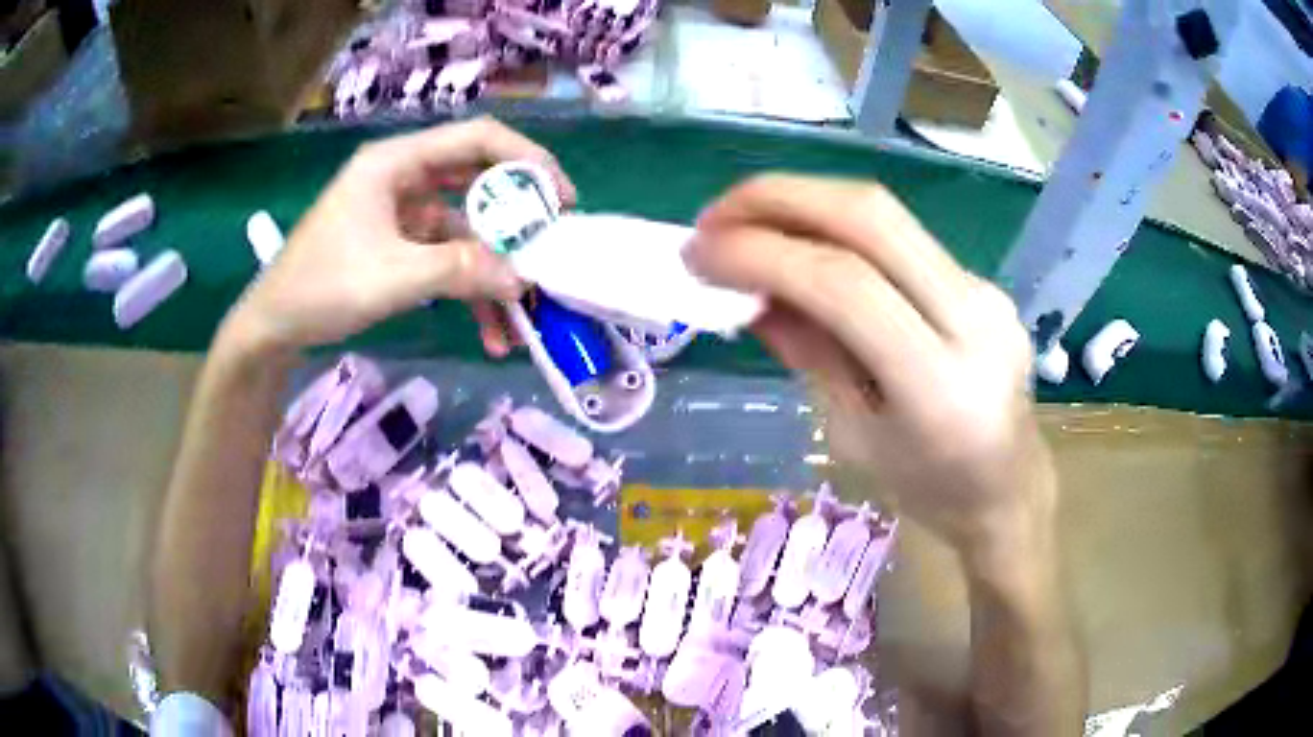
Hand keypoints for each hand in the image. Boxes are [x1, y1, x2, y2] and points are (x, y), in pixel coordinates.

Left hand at [223, 118, 575, 356]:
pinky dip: (469, 289)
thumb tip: (521, 279)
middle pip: (477, 182)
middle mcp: (404, 178)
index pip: (476, 139)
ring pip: (465, 229)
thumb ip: (459, 271)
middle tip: (551, 248)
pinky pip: (447, 258)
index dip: (526, 159)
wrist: (273, 327)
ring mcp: (403, 213)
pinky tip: (490, 331)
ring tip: (524, 311)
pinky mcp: (400, 245)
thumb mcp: (392, 276)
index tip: (560, 198)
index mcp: (396, 162)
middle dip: (516, 219)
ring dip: (493, 270)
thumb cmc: (321, 287)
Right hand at [686, 175, 1054, 556]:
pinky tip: (803, 248)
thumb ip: (809, 354)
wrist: (1008, 490)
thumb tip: (751, 294)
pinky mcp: (982, 281)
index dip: (762, 255)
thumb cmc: (928, 491)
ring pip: (887, 214)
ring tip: (744, 223)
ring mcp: (986, 291)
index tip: (698, 254)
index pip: (846, 287)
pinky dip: (837, 231)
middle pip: (872, 218)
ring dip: (804, 203)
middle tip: (714, 216)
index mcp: (940, 389)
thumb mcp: (853, 439)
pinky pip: (901, 238)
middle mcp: (975, 322)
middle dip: (779, 198)